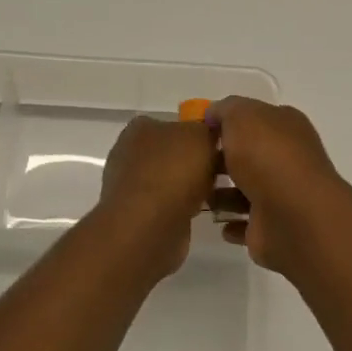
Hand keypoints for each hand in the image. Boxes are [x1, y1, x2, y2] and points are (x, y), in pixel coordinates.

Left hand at [95, 115, 217, 277]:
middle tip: (222, 172)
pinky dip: (181, 209)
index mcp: (140, 128)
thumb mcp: (201, 135)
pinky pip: (166, 205)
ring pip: (170, 181)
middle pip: (172, 153)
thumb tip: (208, 135)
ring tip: (216, 195)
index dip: (197, 133)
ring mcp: (129, 186)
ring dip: (189, 188)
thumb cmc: (173, 172)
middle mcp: (129, 153)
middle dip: (195, 162)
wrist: (149, 226)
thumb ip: (207, 129)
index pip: (173, 123)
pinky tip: (196, 213)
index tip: (219, 146)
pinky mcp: (135, 215)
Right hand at [209, 96, 351, 275]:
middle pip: (251, 156)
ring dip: (224, 195)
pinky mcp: (274, 228)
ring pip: (247, 191)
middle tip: (193, 165)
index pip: (257, 118)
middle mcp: (289, 159)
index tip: (200, 130)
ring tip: (199, 196)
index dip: (229, 122)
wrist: (290, 215)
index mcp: (287, 127)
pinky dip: (233, 224)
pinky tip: (218, 222)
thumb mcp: (241, 116)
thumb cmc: (266, 156)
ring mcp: (283, 196)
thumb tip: (213, 114)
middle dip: (224, 160)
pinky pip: (247, 225)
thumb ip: (226, 109)